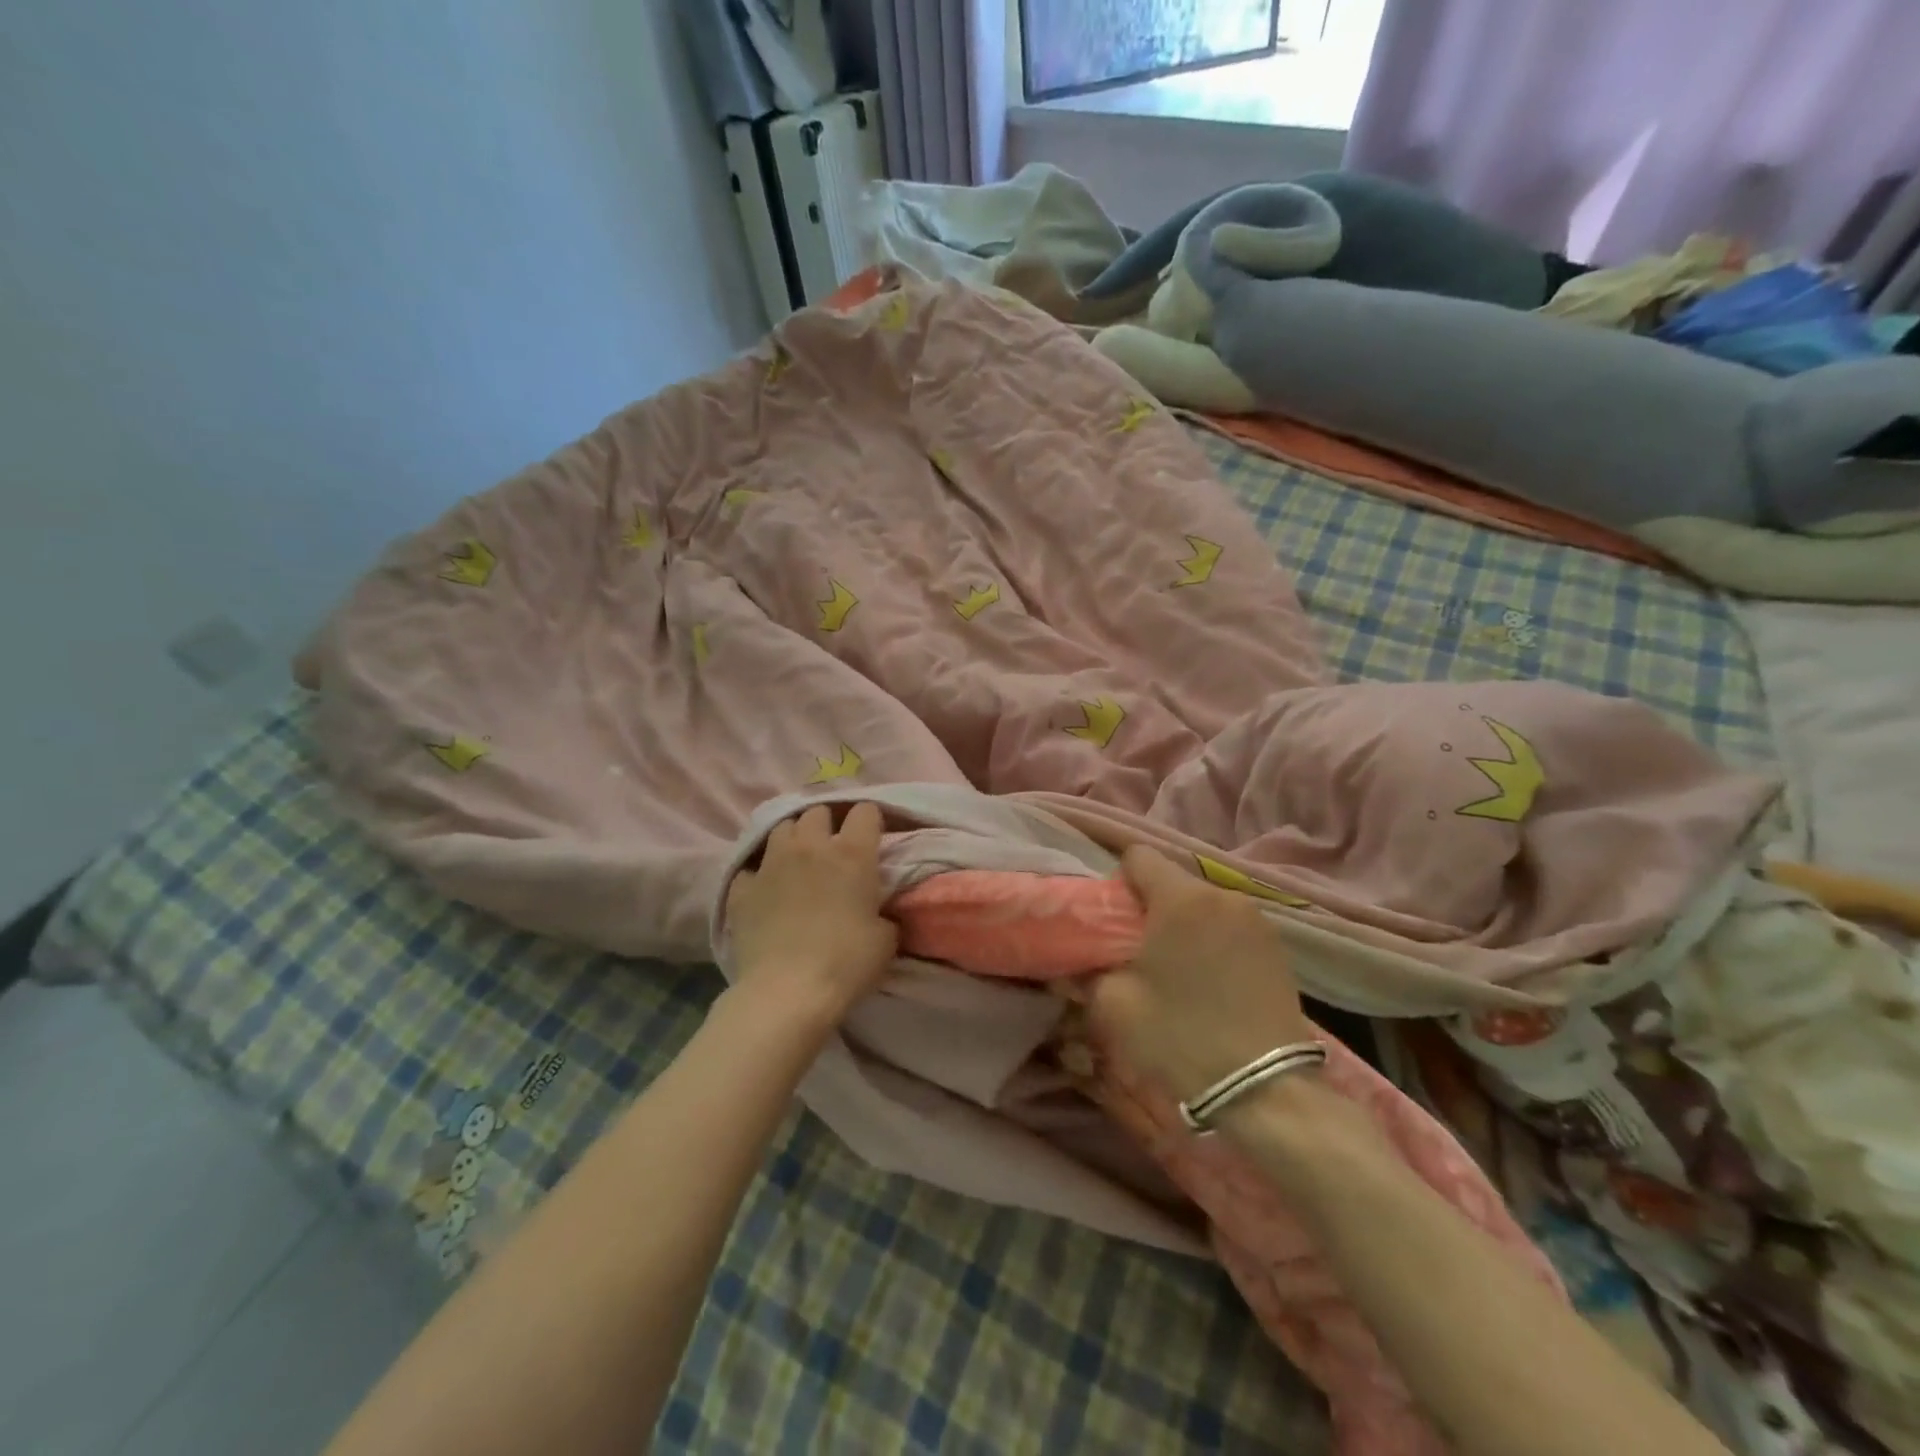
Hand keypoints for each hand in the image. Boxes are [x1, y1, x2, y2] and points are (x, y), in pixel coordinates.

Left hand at [725, 803, 897, 1026]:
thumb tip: (877, 912)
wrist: (787, 992)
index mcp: (852, 853)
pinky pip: (750, 867)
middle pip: (818, 812)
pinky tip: (765, 890)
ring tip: (798, 860)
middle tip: (833, 848)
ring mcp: (771, 864)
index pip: (865, 811)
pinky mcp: (742, 888)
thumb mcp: (885, 939)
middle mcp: (810, 847)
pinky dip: (759, 874)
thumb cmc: (846, 963)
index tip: (872, 838)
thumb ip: (883, 913)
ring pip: (781, 828)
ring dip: (793, 838)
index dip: (870, 821)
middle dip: (827, 824)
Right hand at [1088, 846, 1315, 1101]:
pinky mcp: (1278, 949)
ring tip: (1175, 970)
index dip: (1117, 881)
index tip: (1111, 920)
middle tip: (1135, 949)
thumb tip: (1084, 959)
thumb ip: (1090, 968)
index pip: (1139, 855)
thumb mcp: (1113, 1004)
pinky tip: (1209, 984)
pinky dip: (1212, 942)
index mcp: (1181, 898)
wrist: (1264, 1093)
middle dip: (1150, 905)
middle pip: (1172, 880)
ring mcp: (1257, 921)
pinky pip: (1230, 927)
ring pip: (1203, 905)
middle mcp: (1223, 896)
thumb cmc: (1179, 1037)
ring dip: (1183, 925)